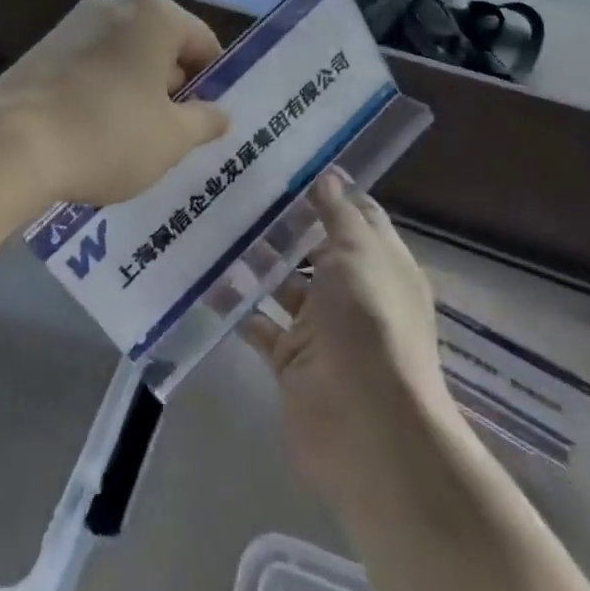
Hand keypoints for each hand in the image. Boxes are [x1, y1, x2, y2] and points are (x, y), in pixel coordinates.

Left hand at [0, 0, 230, 207]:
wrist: (10, 144)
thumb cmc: (108, 133)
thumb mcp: (172, 138)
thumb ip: (205, 121)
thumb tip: (219, 113)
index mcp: (155, 13)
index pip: (203, 44)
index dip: (211, 84)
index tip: (204, 122)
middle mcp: (115, 4)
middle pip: (162, 45)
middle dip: (171, 86)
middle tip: (171, 134)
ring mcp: (73, 22)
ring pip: (124, 55)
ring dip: (136, 89)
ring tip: (130, 136)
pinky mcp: (43, 46)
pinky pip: (90, 64)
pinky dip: (101, 89)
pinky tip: (92, 129)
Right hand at [241, 173, 465, 506]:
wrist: (367, 426)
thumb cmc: (370, 322)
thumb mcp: (358, 251)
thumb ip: (338, 212)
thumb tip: (327, 174)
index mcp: (381, 264)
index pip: (357, 216)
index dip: (329, 191)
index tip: (289, 164)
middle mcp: (354, 293)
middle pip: (316, 248)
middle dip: (283, 224)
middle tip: (238, 190)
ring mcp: (322, 328)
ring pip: (285, 284)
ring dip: (257, 261)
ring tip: (216, 226)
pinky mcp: (291, 360)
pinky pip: (260, 324)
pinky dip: (238, 306)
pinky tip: (208, 279)